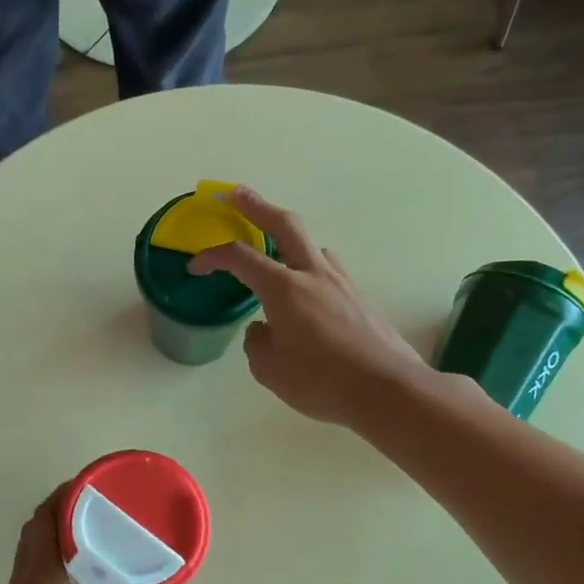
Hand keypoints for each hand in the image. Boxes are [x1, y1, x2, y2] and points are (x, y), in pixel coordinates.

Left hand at [0, 488, 153, 583]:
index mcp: (41, 574)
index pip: (45, 516)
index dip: (65, 493)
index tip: (92, 483)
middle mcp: (23, 576)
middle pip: (36, 526)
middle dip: (62, 507)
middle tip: (96, 504)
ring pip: (32, 547)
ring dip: (56, 531)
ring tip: (92, 530)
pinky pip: (34, 566)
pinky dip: (53, 555)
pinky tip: (81, 572)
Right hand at [188, 187, 429, 427]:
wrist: (387, 389)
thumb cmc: (321, 381)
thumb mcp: (270, 370)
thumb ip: (257, 343)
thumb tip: (262, 329)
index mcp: (283, 288)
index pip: (239, 258)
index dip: (212, 257)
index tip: (195, 266)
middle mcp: (312, 274)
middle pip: (283, 224)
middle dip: (256, 205)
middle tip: (235, 194)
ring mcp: (340, 282)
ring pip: (310, 245)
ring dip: (287, 238)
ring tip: (274, 251)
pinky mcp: (358, 297)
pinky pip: (327, 269)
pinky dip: (308, 265)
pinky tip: (306, 289)